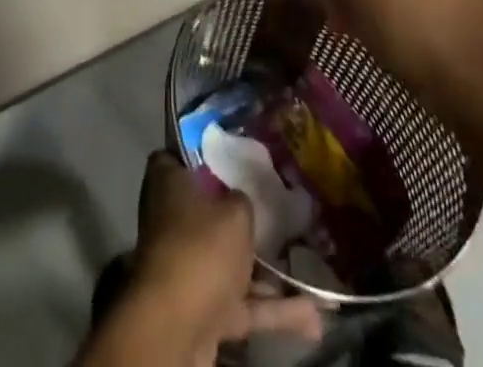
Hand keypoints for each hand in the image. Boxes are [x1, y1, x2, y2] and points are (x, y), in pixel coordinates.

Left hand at [126, 154, 320, 361]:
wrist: (178, 328)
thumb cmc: (201, 248)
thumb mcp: (235, 211)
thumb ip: (242, 201)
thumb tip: (240, 201)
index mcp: (168, 182)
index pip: (180, 156)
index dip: (205, 154)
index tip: (234, 155)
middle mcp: (172, 220)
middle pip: (209, 209)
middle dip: (241, 215)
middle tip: (277, 208)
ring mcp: (187, 267)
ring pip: (231, 262)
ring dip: (268, 271)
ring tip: (308, 265)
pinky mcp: (203, 310)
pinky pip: (243, 304)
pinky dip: (274, 311)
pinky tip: (315, 318)